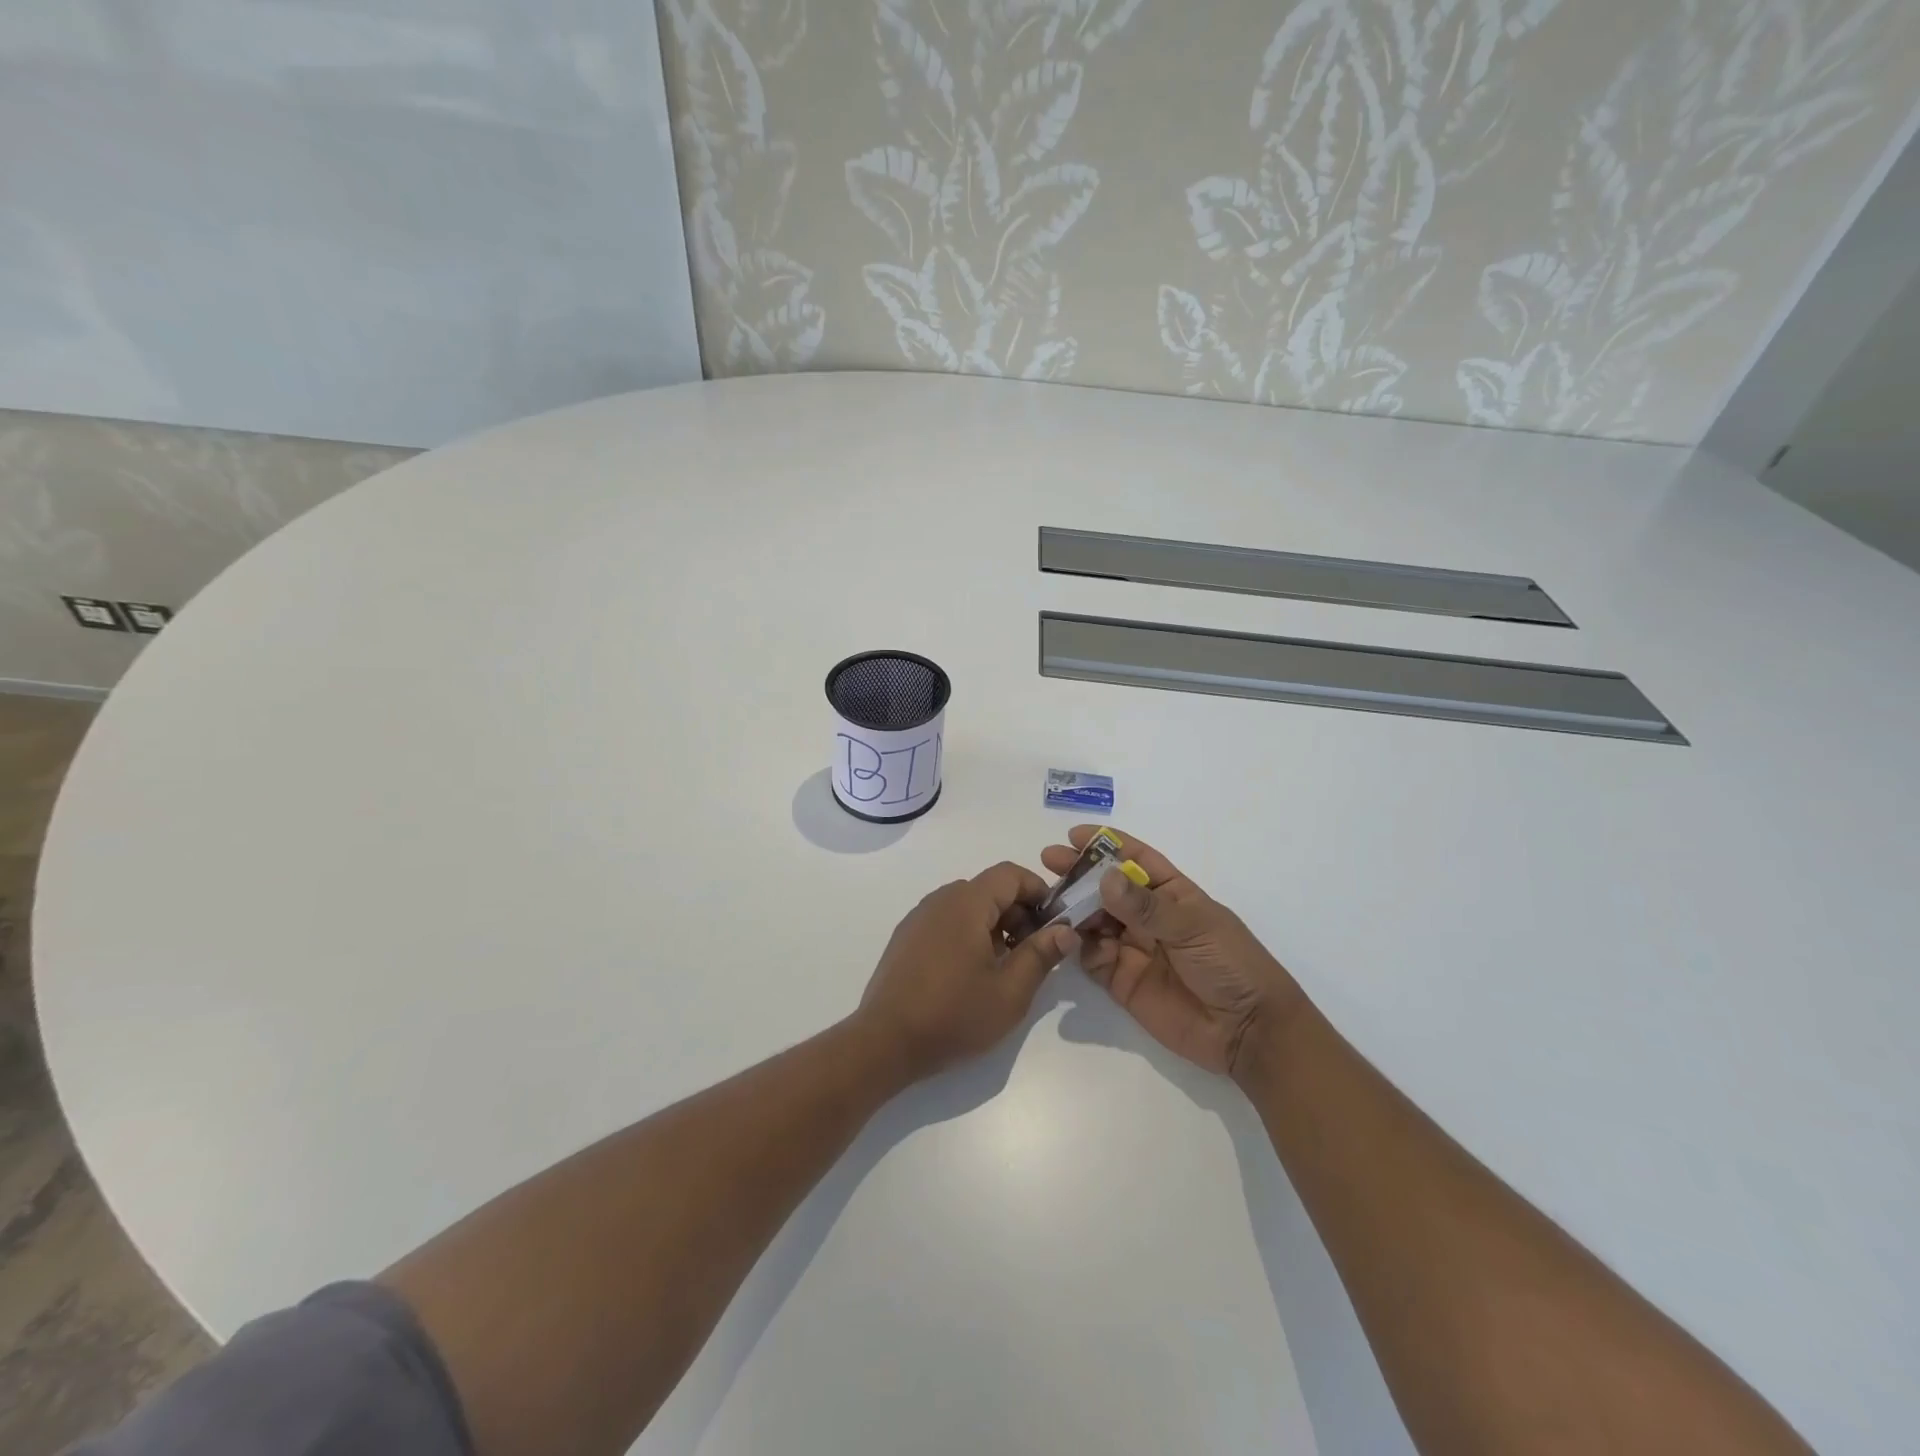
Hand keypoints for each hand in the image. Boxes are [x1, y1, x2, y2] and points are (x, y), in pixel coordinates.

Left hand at [856, 862, 1079, 1083]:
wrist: (885, 1042)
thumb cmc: (953, 1015)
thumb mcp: (1010, 991)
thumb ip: (1041, 955)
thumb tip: (1065, 929)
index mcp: (966, 903)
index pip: (1010, 874)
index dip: (1038, 892)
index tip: (1055, 923)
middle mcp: (940, 900)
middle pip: (989, 889)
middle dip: (1019, 913)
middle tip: (1034, 952)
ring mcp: (919, 918)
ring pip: (968, 907)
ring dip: (994, 926)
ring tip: (1005, 967)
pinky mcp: (906, 938)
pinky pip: (946, 922)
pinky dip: (968, 935)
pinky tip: (971, 974)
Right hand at [1041, 827, 1301, 1080]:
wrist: (1248, 1032)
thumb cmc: (1231, 965)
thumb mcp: (1193, 927)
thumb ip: (1146, 907)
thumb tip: (1105, 878)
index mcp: (1172, 893)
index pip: (1135, 860)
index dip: (1106, 845)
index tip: (1074, 835)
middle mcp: (1148, 917)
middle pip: (1107, 888)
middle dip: (1079, 874)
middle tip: (1049, 863)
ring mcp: (1133, 948)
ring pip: (1094, 920)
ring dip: (1073, 909)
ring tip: (1051, 902)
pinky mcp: (1121, 981)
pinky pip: (1092, 958)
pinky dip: (1078, 947)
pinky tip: (1070, 940)